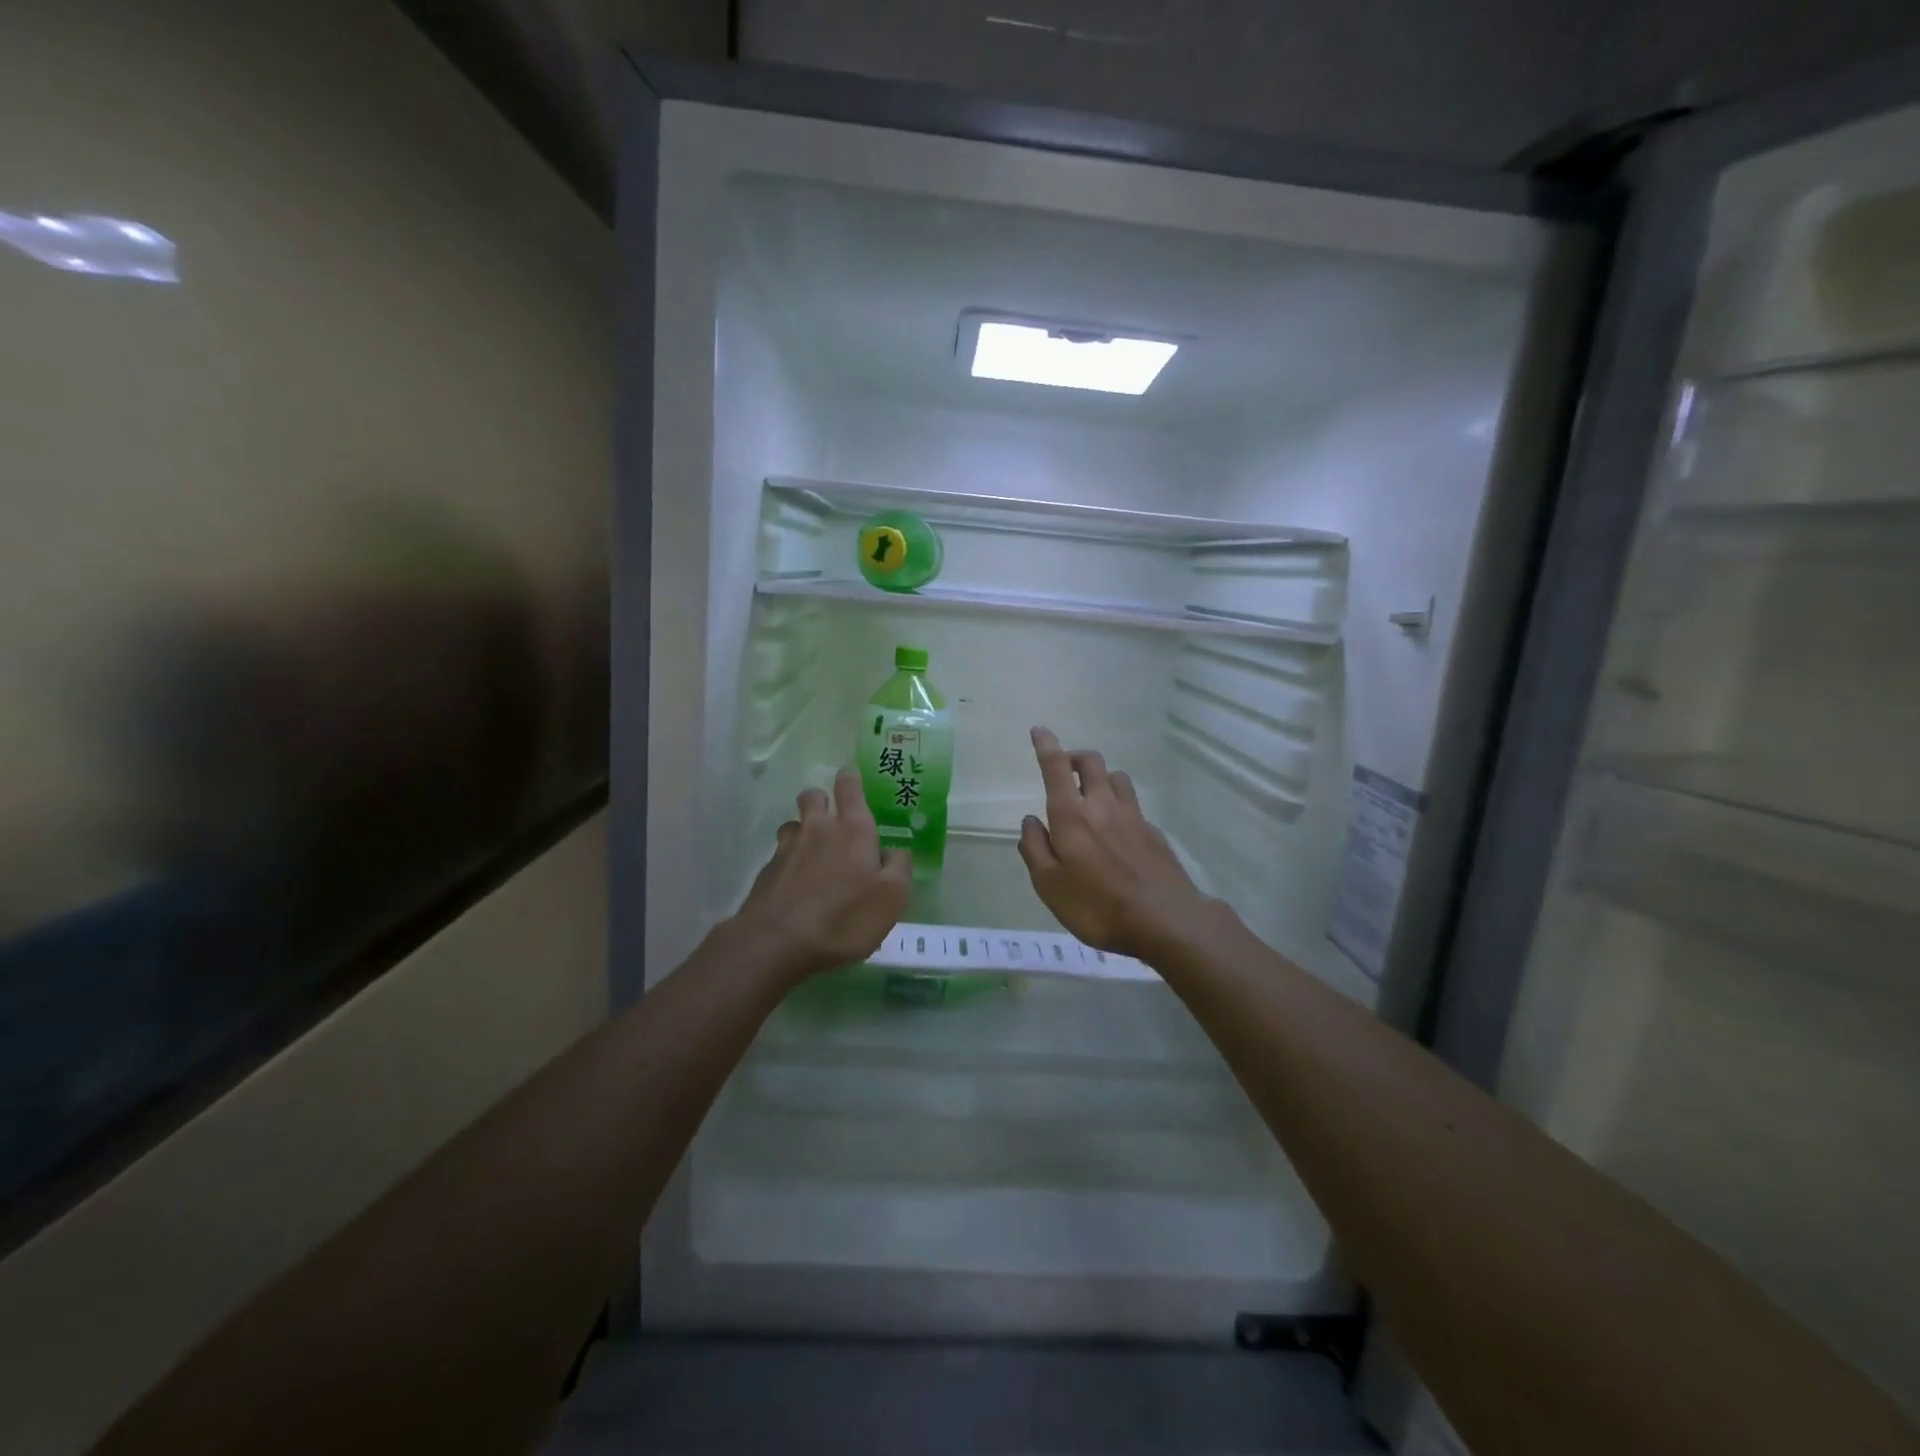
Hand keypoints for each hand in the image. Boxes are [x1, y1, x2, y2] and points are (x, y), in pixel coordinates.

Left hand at [731, 769, 912, 981]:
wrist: (777, 943)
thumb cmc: (844, 919)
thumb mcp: (892, 898)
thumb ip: (899, 868)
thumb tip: (896, 851)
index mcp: (853, 829)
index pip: (849, 787)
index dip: (851, 780)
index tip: (852, 781)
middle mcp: (819, 829)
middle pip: (814, 796)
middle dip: (822, 800)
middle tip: (834, 820)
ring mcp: (788, 848)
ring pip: (794, 823)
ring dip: (803, 830)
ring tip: (813, 854)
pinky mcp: (767, 870)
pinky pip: (780, 853)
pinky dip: (789, 860)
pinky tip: (796, 883)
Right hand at [1017, 727, 1215, 960]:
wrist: (1166, 921)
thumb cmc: (1097, 906)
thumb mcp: (1049, 886)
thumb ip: (1035, 849)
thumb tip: (1031, 821)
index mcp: (1071, 815)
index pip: (1055, 767)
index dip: (1046, 745)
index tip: (1039, 730)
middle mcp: (1103, 806)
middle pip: (1091, 762)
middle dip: (1074, 756)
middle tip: (1063, 770)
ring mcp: (1133, 817)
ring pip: (1117, 778)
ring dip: (1100, 777)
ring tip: (1091, 796)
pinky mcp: (1153, 832)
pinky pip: (1133, 805)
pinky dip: (1119, 805)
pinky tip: (1117, 831)